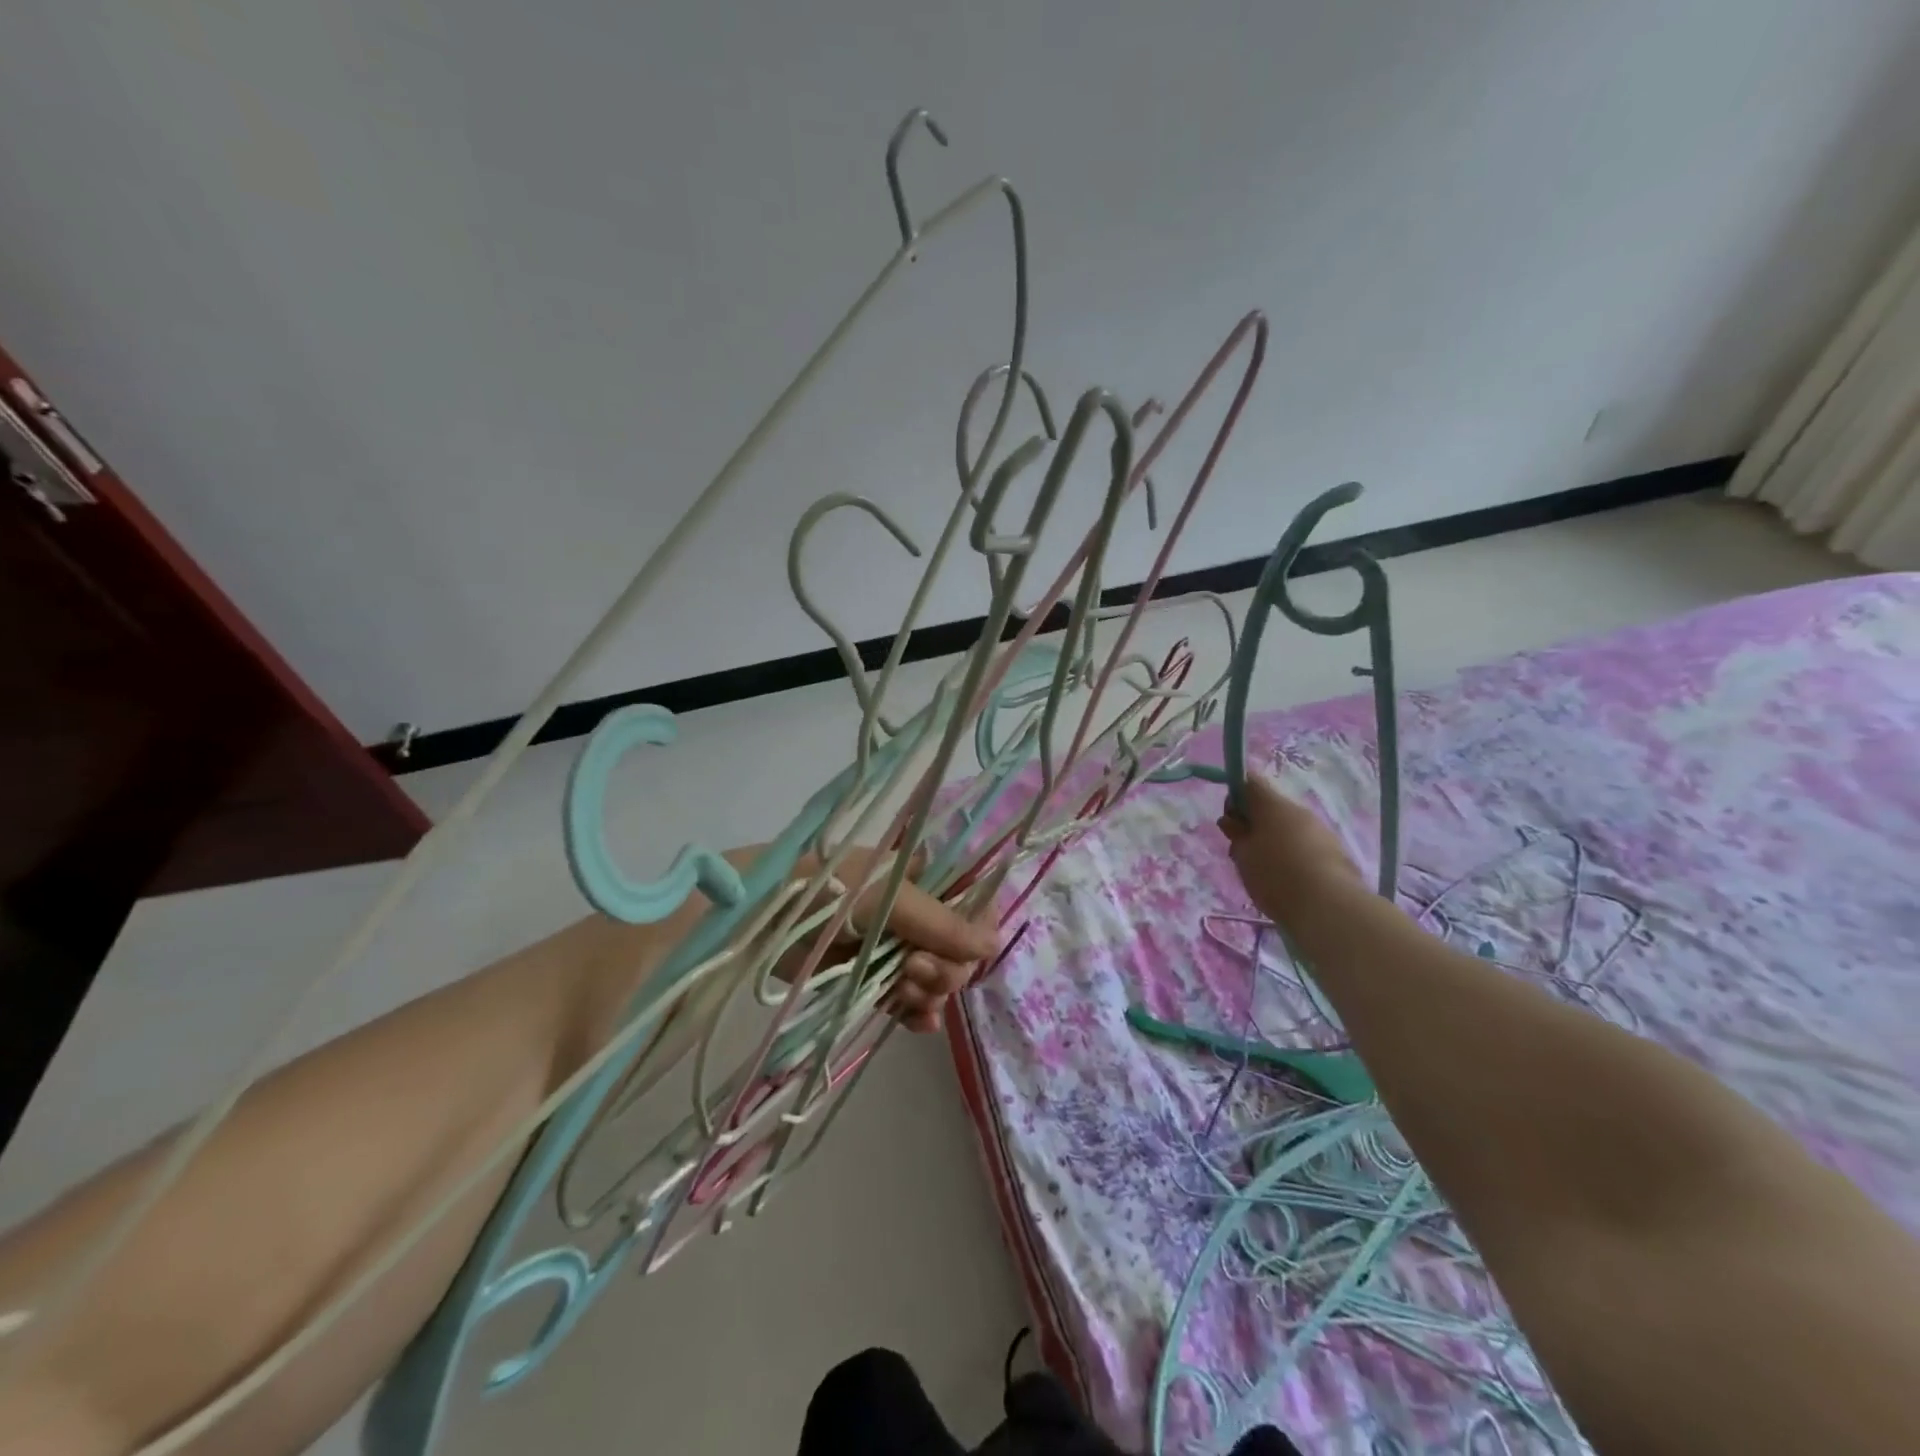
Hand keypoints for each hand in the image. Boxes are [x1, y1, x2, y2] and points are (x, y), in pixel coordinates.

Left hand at [764, 846, 999, 1033]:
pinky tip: (918, 1021)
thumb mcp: (890, 898)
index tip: (961, 948)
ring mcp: (896, 947)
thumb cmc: (829, 890)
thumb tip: (994, 944)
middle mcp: (918, 913)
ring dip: (929, 991)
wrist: (765, 919)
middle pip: (960, 950)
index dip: (976, 932)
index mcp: (926, 879)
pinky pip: (911, 1001)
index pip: (975, 905)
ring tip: (901, 990)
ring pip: (938, 979)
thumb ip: (943, 924)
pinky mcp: (874, 978)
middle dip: (945, 967)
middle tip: (912, 967)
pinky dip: (917, 1012)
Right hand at [1217, 775, 1362, 928]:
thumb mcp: (1243, 855)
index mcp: (1273, 805)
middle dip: (1254, 824)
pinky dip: (1293, 856)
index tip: (1231, 824)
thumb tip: (1233, 821)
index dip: (1235, 798)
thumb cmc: (1276, 876)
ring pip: (1289, 827)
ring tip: (1266, 872)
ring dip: (1274, 841)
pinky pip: (1306, 845)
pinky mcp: (1335, 851)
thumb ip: (1236, 834)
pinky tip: (1289, 881)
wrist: (1329, 907)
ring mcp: (1321, 830)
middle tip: (1244, 853)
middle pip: (1270, 807)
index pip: (1249, 782)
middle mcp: (1299, 810)